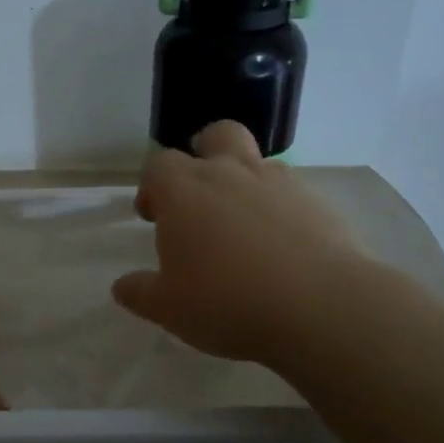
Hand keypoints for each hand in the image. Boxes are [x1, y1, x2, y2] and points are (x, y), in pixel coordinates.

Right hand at [112, 121, 359, 364]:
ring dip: (245, 181)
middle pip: (215, 135)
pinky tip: (282, 246)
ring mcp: (279, 183)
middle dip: (204, 152)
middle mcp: (229, 173)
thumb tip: (122, 287)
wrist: (321, 308)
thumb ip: (140, 292)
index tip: (152, 217)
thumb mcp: (168, 308)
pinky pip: (291, 192)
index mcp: (184, 190)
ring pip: (257, 161)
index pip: (158, 164)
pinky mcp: (319, 203)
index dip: (152, 186)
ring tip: (243, 226)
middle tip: (200, 193)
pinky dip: (280, 208)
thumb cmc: (226, 302)